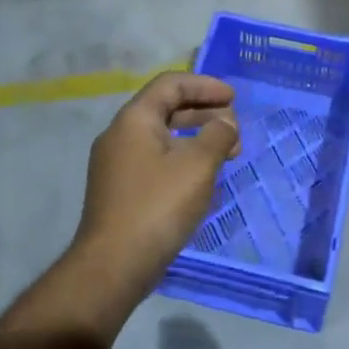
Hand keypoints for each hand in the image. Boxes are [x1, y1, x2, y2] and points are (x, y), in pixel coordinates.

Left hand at [70, 73, 240, 299]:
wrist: (113, 265)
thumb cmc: (158, 206)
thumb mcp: (197, 165)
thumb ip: (217, 135)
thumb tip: (225, 123)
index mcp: (134, 119)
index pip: (170, 84)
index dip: (205, 85)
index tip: (233, 98)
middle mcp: (120, 135)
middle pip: (166, 108)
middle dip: (204, 112)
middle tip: (235, 128)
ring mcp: (117, 163)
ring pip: (162, 136)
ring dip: (197, 137)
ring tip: (228, 153)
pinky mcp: (121, 189)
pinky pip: (156, 159)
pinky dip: (183, 157)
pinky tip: (203, 176)